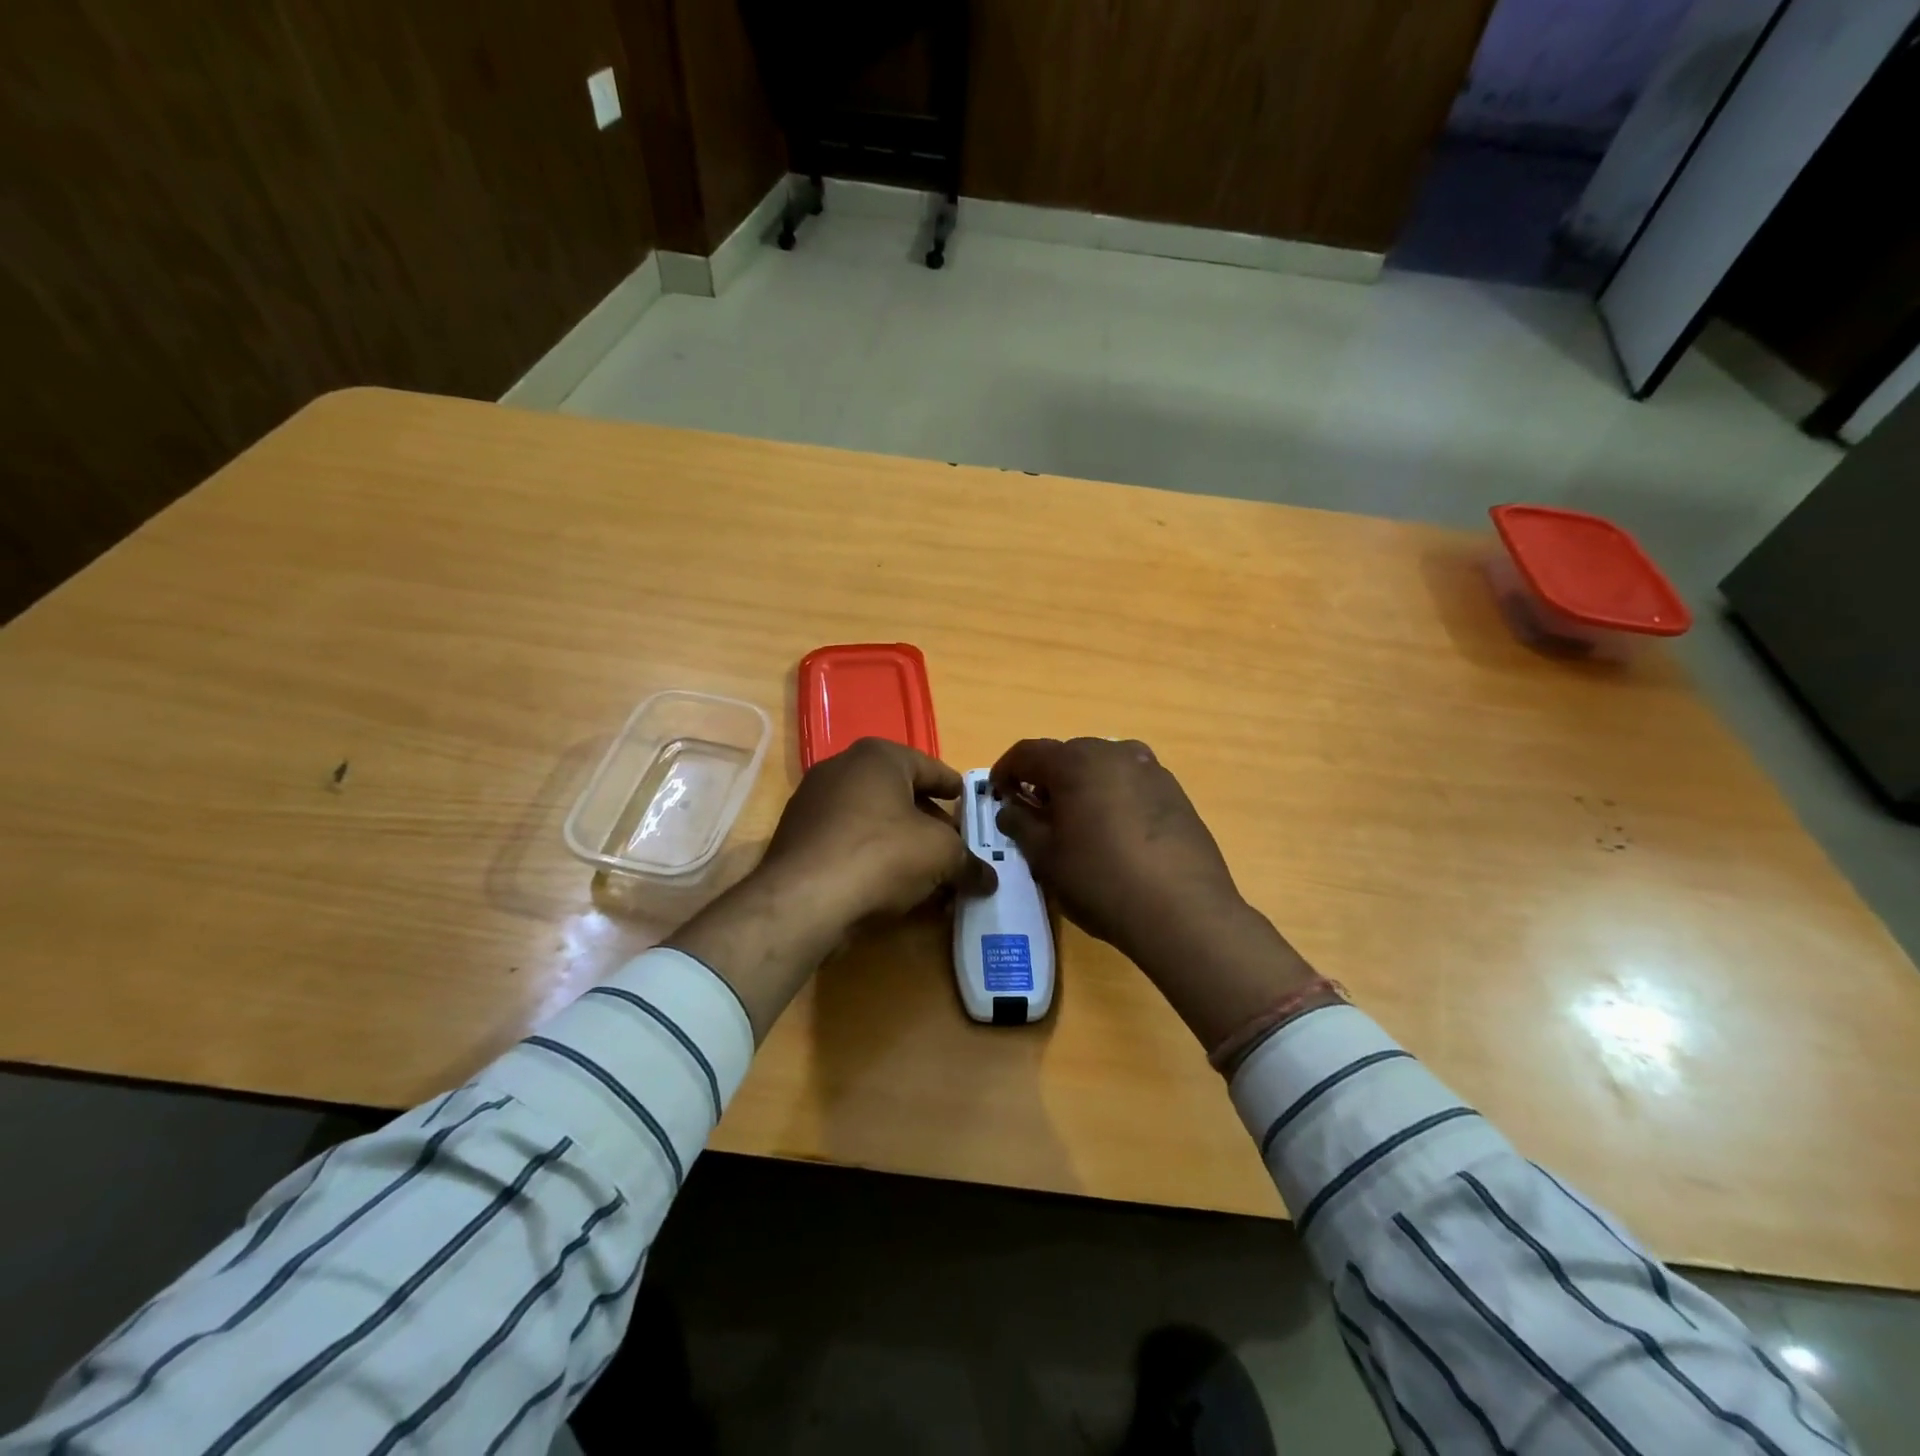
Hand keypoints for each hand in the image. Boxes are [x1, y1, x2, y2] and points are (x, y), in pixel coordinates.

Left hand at [668, 739, 988, 1039]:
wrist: (803, 899)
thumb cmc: (881, 855)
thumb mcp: (941, 856)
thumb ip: (969, 862)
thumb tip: (989, 879)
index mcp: (878, 755)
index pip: (931, 768)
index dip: (956, 790)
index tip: (972, 807)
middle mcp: (841, 767)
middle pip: (900, 794)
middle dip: (929, 822)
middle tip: (953, 847)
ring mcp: (813, 801)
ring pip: (873, 819)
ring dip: (901, 843)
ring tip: (926, 873)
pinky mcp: (797, 837)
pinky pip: (847, 841)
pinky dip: (871, 857)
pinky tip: (889, 886)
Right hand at [990, 737, 1325, 1050]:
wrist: (1183, 910)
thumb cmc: (1101, 880)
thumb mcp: (1046, 857)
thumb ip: (1021, 824)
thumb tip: (1010, 808)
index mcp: (1076, 761)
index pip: (1027, 752)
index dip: (1006, 771)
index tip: (997, 795)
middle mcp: (1114, 752)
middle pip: (1067, 755)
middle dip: (1045, 779)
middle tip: (1035, 813)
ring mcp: (1150, 768)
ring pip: (1102, 767)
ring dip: (1081, 786)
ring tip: (1076, 823)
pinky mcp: (1175, 791)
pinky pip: (1130, 783)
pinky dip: (1112, 796)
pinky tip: (1114, 833)